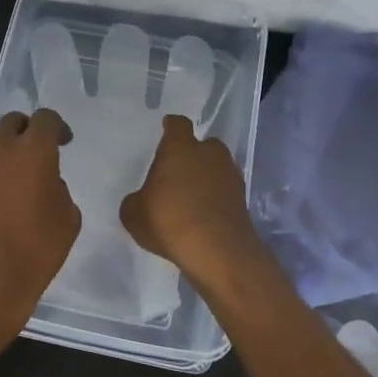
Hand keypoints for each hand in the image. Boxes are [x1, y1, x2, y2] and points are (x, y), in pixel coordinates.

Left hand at [0, 108, 81, 362]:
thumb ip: (59, 190)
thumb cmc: (33, 251)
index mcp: (32, 150)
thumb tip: (45, 184)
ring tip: (13, 188)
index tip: (63, 143)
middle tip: (37, 156)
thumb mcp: (67, 220)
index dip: (57, 128)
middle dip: (26, 133)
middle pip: (12, 123)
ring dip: (4, 158)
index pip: (45, 119)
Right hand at [120, 113, 267, 288]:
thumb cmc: (169, 220)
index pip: (177, 125)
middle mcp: (209, 154)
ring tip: (191, 198)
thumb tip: (141, 201)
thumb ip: (135, 201)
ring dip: (206, 178)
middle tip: (178, 172)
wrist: (217, 251)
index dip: (171, 128)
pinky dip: (216, 199)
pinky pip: (225, 192)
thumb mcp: (134, 214)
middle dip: (193, 155)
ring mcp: (230, 176)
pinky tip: (203, 217)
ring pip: (217, 168)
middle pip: (204, 145)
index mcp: (180, 148)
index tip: (166, 131)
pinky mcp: (243, 201)